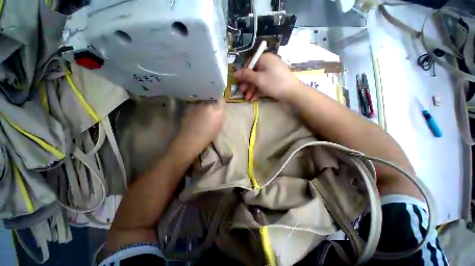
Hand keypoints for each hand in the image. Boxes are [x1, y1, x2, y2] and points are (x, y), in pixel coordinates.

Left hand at [172, 99, 225, 156]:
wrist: (192, 138)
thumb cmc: (209, 135)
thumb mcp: (219, 125)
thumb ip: (220, 115)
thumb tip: (219, 109)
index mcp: (218, 110)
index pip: (221, 100)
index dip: (220, 102)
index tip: (219, 105)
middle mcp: (208, 105)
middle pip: (211, 101)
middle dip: (211, 105)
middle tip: (210, 112)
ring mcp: (198, 106)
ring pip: (203, 103)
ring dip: (203, 108)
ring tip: (201, 116)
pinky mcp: (190, 108)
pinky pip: (195, 107)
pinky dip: (196, 111)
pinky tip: (194, 118)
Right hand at [234, 53, 300, 100]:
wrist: (293, 92)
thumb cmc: (274, 83)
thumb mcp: (258, 79)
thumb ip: (246, 75)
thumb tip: (235, 73)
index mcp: (264, 58)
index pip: (250, 63)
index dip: (243, 73)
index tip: (239, 82)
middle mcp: (268, 63)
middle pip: (254, 73)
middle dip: (247, 84)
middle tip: (243, 93)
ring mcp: (272, 72)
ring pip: (258, 79)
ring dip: (252, 89)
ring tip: (248, 98)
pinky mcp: (275, 80)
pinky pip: (264, 83)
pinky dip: (259, 90)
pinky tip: (254, 98)